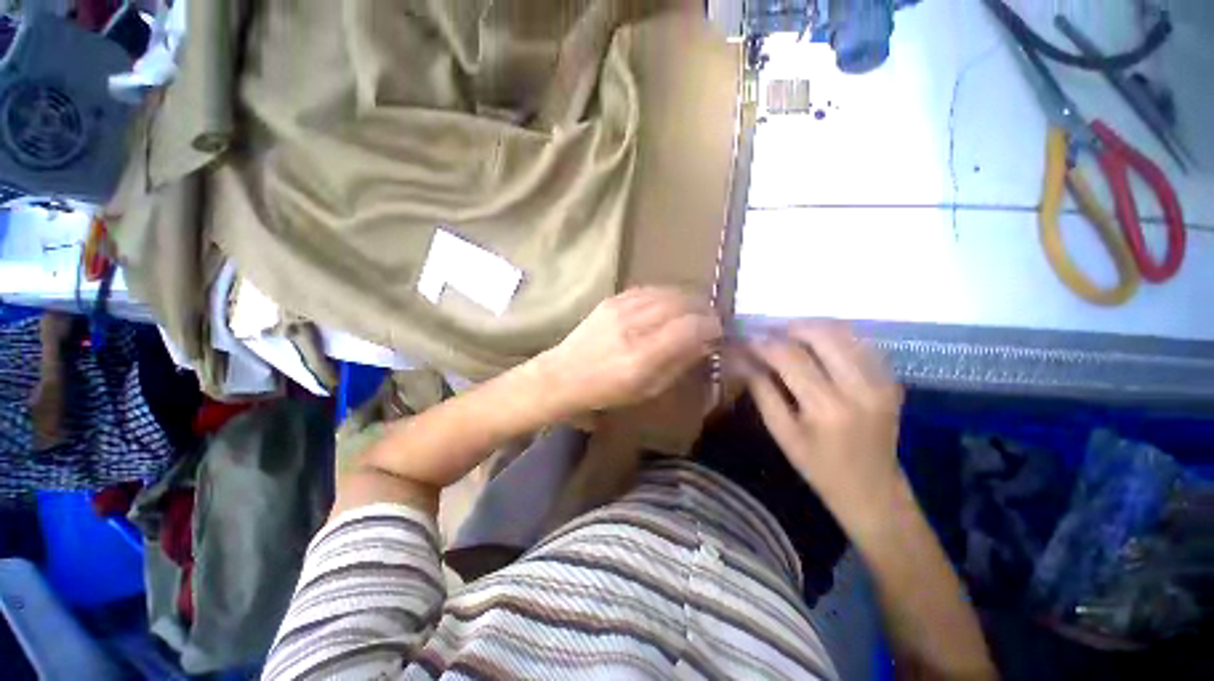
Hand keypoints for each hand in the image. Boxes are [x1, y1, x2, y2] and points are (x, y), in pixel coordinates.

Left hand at [537, 287, 721, 414]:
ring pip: (668, 292)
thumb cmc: (607, 390)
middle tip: (710, 320)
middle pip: (683, 304)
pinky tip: (671, 304)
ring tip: (694, 311)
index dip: (712, 326)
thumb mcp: (648, 388)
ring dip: (688, 300)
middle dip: (704, 310)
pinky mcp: (612, 299)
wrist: (564, 374)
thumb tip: (705, 342)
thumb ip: (679, 362)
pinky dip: (667, 295)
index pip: (691, 327)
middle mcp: (634, 326)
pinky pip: (650, 289)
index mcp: (643, 356)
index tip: (719, 332)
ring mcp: (621, 308)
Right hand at [743, 323, 904, 527]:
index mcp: (826, 408)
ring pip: (843, 332)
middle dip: (788, 328)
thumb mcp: (781, 433)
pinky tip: (817, 346)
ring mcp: (881, 381)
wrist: (873, 490)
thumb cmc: (819, 467)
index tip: (745, 340)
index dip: (763, 343)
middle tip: (768, 334)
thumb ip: (762, 391)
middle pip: (821, 334)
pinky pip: (860, 343)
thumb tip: (742, 360)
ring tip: (788, 336)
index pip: (789, 357)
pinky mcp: (891, 380)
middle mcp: (859, 388)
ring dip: (811, 328)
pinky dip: (834, 337)